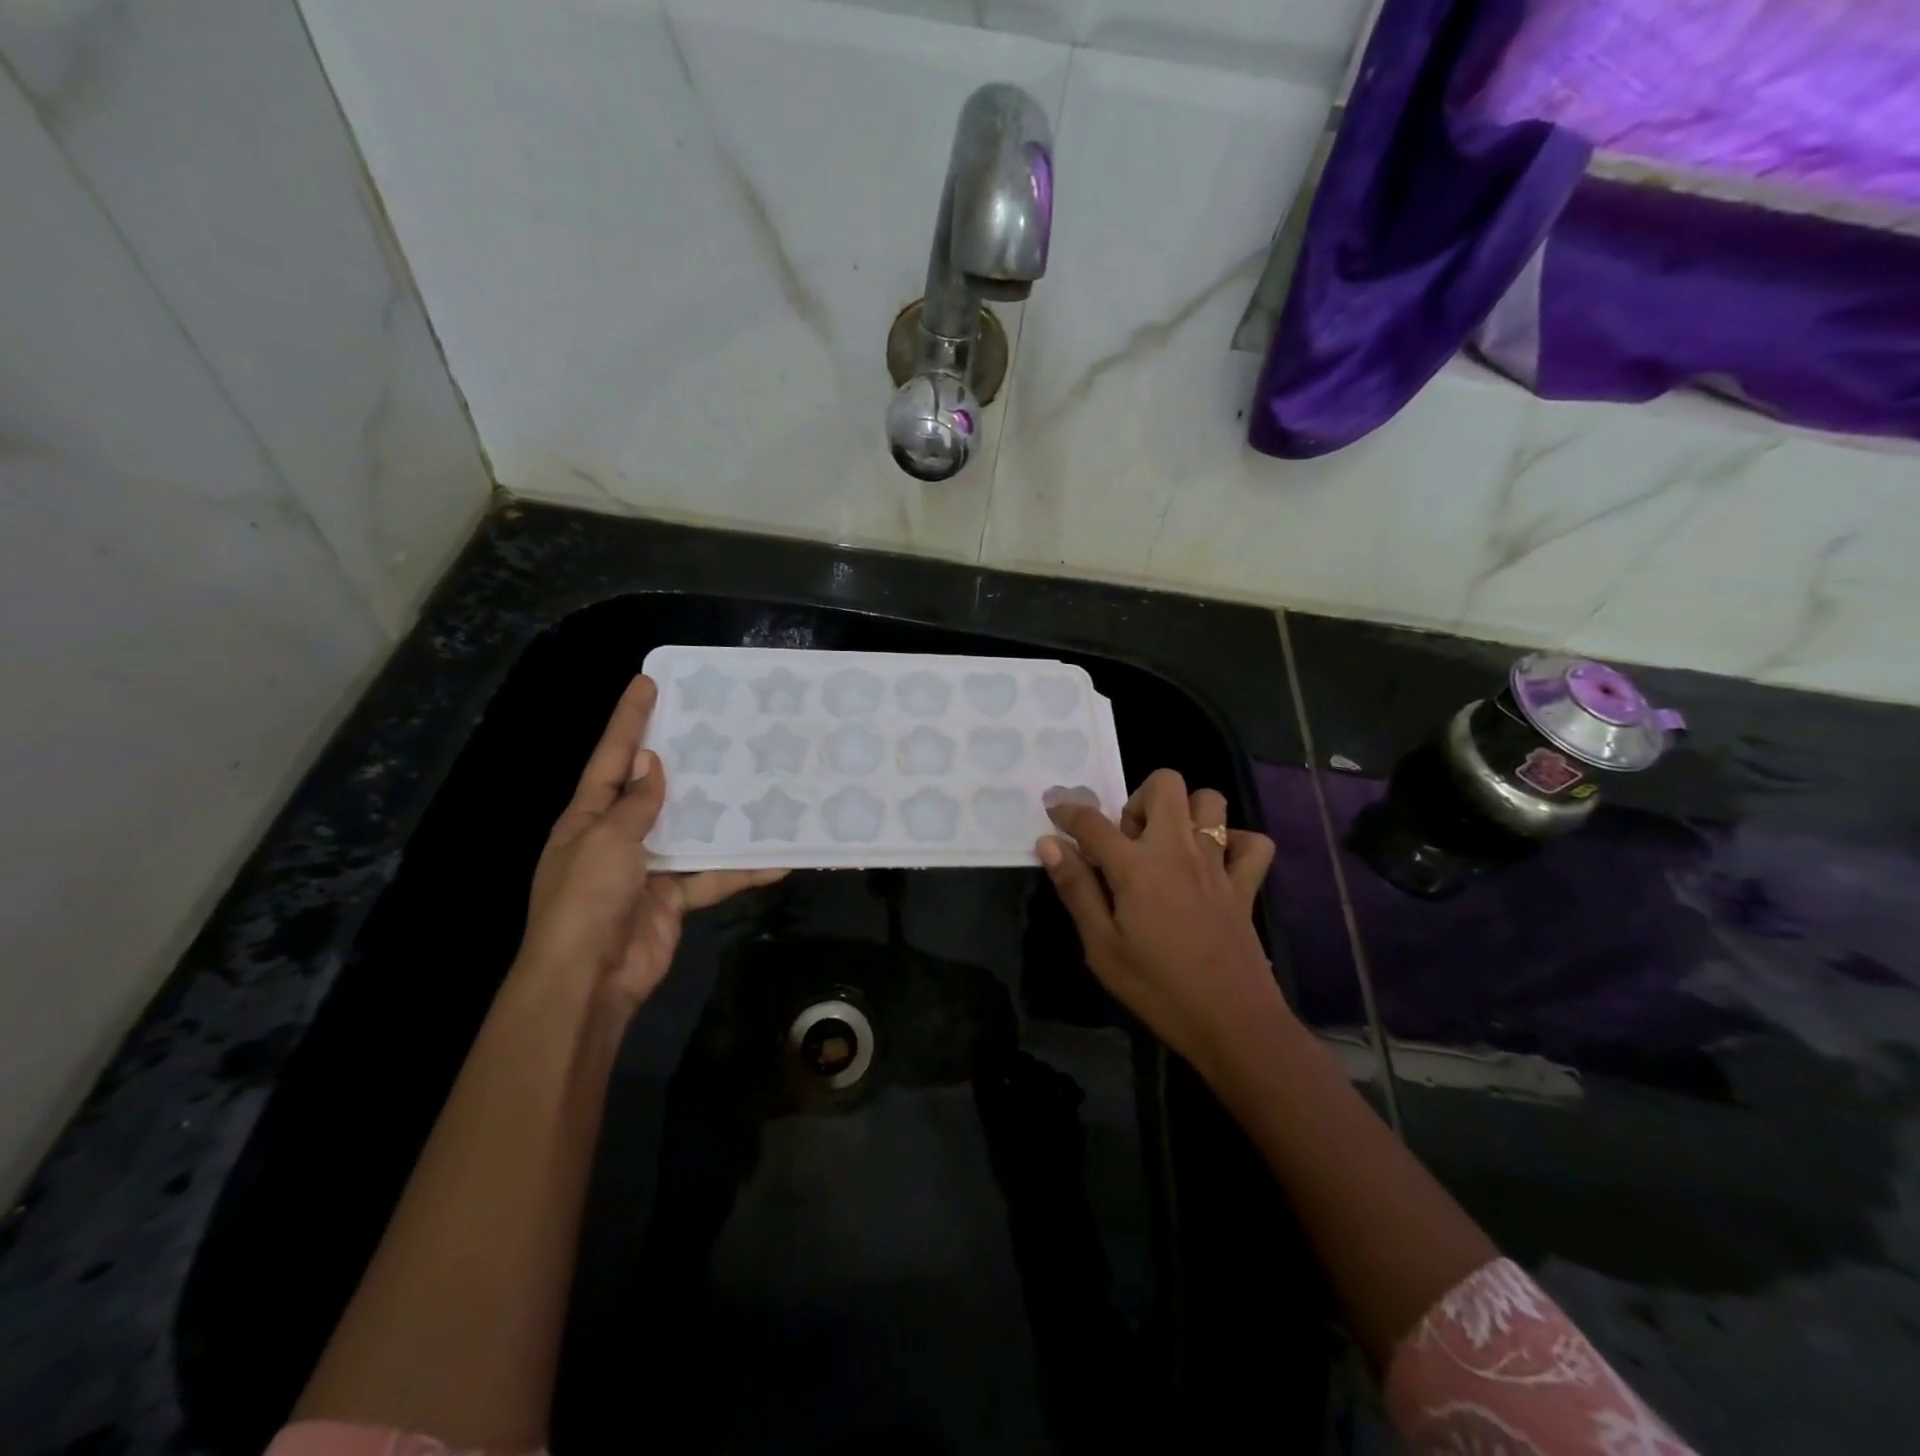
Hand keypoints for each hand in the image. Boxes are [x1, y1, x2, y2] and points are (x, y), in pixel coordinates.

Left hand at [515, 674, 784, 1015]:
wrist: (589, 982)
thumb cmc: (586, 901)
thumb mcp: (606, 841)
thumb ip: (634, 803)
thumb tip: (649, 762)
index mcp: (588, 816)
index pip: (611, 757)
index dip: (629, 719)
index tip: (649, 681)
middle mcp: (616, 836)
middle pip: (653, 788)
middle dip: (680, 758)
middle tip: (715, 725)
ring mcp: (647, 868)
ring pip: (690, 829)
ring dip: (720, 813)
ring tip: (756, 781)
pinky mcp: (674, 898)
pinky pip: (711, 876)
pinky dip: (740, 869)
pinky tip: (776, 859)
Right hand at [1037, 770, 1283, 1073]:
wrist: (1232, 1023)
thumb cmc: (1157, 988)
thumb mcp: (1101, 947)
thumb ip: (1076, 889)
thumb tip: (1049, 844)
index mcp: (1136, 867)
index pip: (1092, 822)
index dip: (1067, 810)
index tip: (1054, 808)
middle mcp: (1178, 850)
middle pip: (1165, 784)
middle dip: (1138, 798)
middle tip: (1126, 841)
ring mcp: (1217, 864)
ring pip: (1210, 801)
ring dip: (1186, 813)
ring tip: (1167, 847)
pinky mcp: (1246, 884)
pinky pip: (1253, 843)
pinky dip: (1235, 843)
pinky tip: (1215, 864)